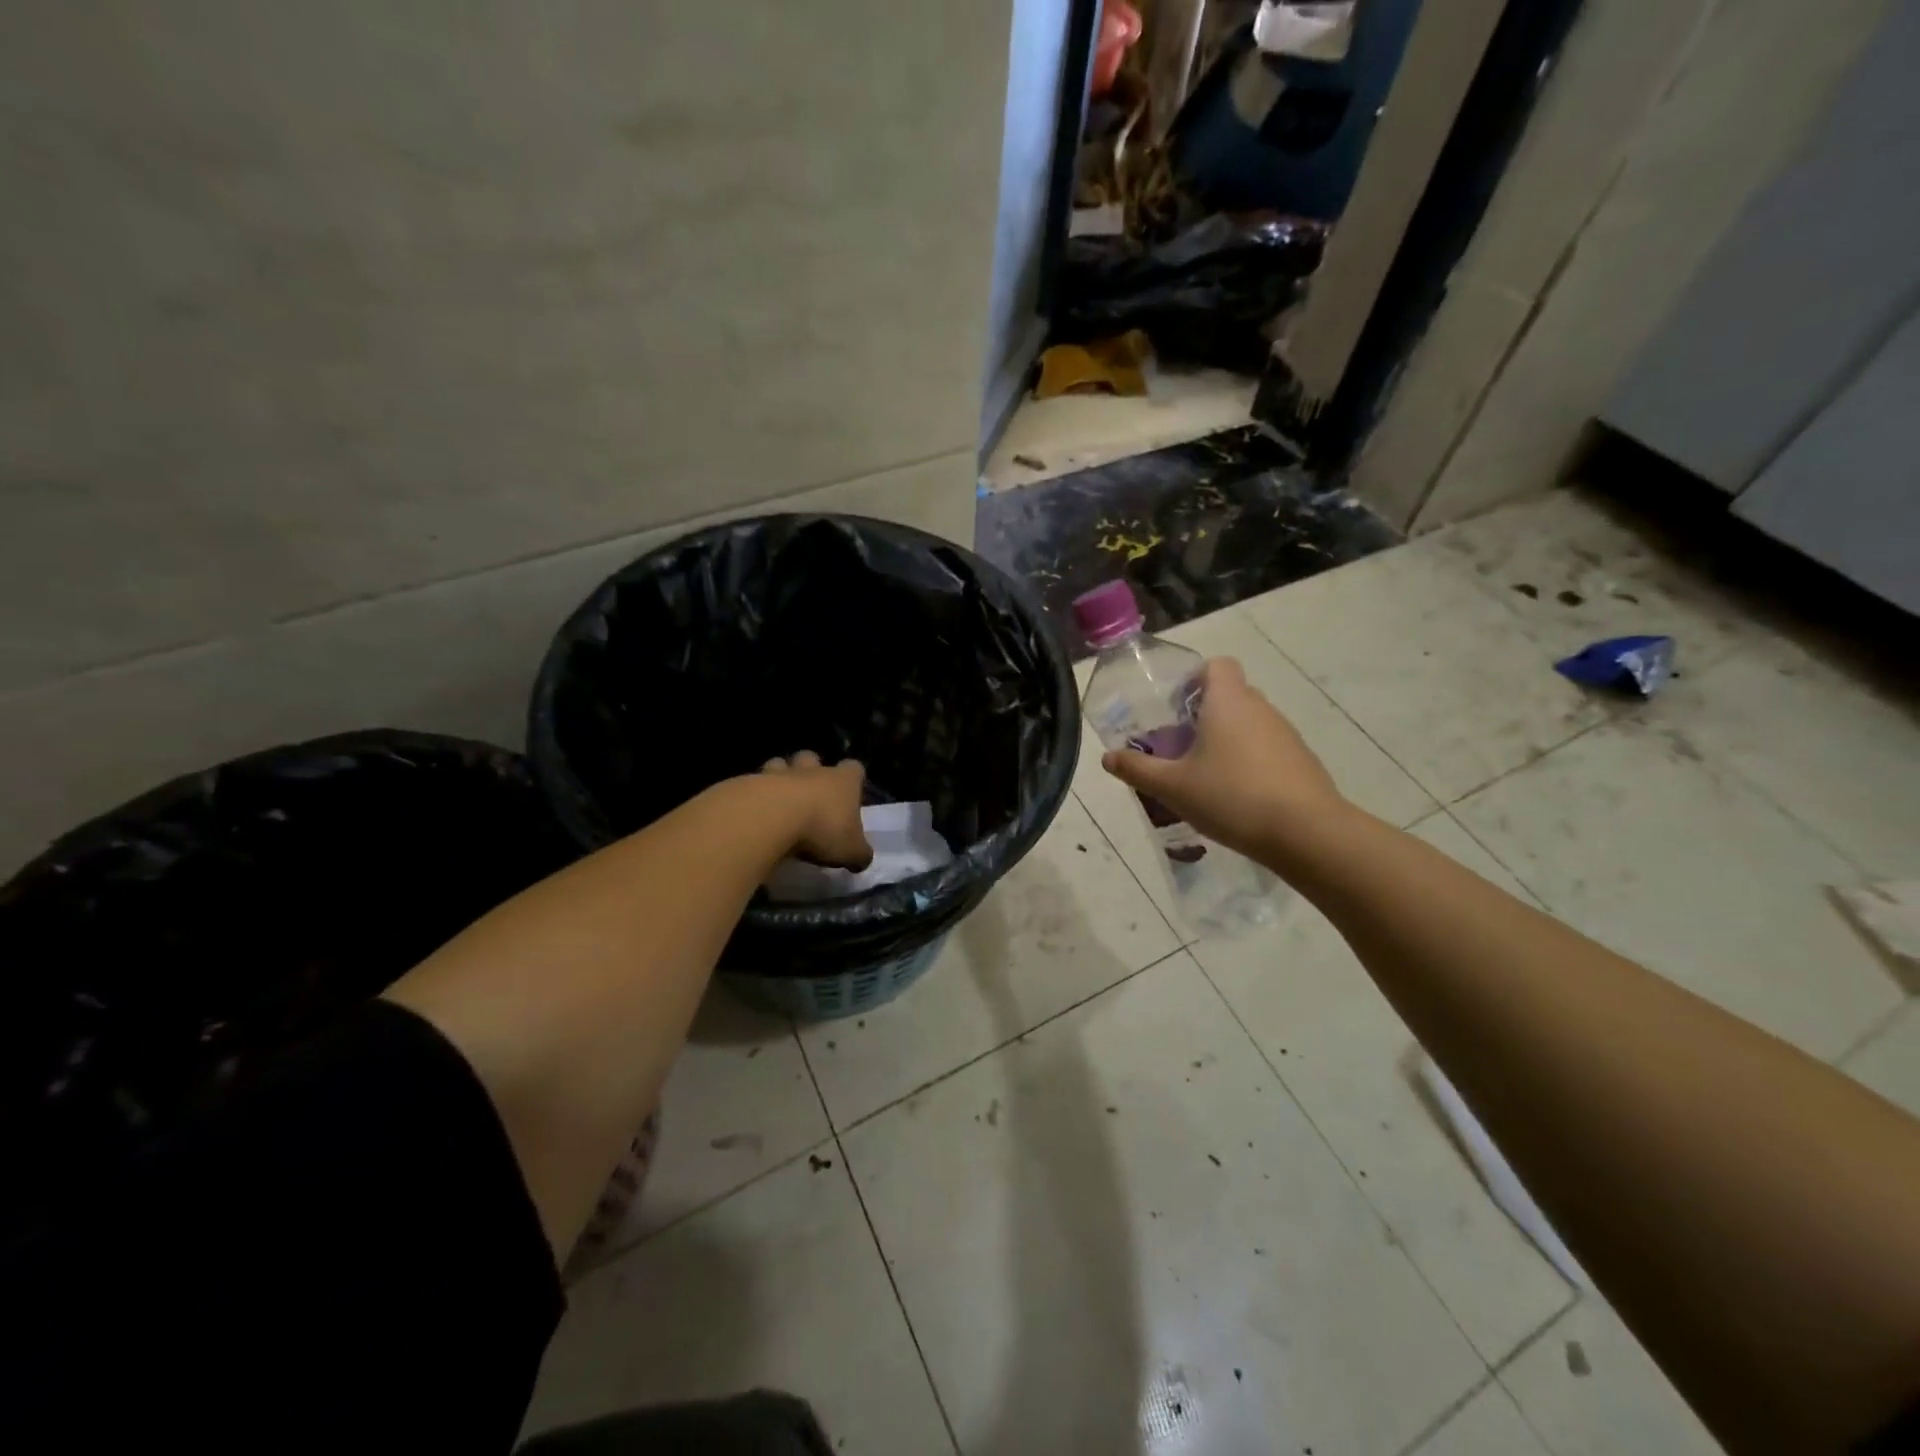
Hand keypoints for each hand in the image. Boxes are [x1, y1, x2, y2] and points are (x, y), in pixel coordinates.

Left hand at [760, 752, 872, 869]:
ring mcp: (779, 774)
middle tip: (809, 795)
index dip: (853, 778)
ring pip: (779, 764)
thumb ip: (859, 854)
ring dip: (779, 778)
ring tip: (777, 801)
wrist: (771, 818)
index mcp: (842, 781)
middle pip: (811, 758)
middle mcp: (812, 771)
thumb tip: (862, 858)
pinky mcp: (749, 783)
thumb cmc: (821, 829)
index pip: (854, 768)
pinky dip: (754, 796)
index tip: (850, 793)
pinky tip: (754, 816)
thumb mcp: (851, 851)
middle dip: (810, 771)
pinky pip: (753, 784)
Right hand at [1101, 656, 1347, 859]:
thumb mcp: (1173, 787)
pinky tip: (1237, 796)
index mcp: (1228, 702)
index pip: (1216, 665)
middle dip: (1204, 714)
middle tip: (1180, 746)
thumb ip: (1137, 770)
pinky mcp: (1301, 760)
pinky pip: (1267, 749)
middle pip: (1230, 695)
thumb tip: (1108, 758)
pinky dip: (1250, 762)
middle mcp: (1260, 708)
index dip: (1195, 678)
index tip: (1176, 707)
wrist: (1307, 832)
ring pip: (1249, 724)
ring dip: (1228, 740)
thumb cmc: (1232, 797)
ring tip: (1206, 777)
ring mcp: (1286, 734)